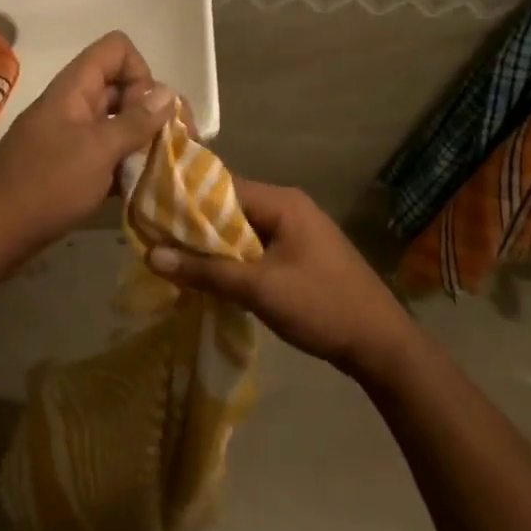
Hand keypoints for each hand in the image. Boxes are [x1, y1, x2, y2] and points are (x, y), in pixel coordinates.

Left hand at [0, 31, 172, 268]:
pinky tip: (142, 191)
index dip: (140, 72)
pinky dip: (126, 167)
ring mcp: (72, 137)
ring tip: (161, 171)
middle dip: (151, 112)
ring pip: (118, 124)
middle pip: (123, 88)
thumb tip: (168, 92)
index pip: (117, 50)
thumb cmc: (45, 184)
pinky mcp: (71, 167)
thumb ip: (135, 121)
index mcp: (75, 88)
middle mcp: (75, 105)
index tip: (147, 111)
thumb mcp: (97, 150)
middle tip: (168, 146)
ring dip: (142, 143)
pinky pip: (107, 154)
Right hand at [146, 179, 421, 381]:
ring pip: (243, 229)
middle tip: (155, 240)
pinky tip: (211, 276)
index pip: (222, 186)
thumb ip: (206, 271)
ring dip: (214, 245)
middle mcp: (289, 206)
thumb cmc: (320, 306)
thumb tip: (152, 255)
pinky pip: (258, 247)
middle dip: (196, 225)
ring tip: (174, 259)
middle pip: (231, 207)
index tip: (151, 212)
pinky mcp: (300, 254)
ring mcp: (298, 230)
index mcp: (282, 202)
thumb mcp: (259, 289)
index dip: (186, 199)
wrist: (380, 343)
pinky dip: (234, 258)